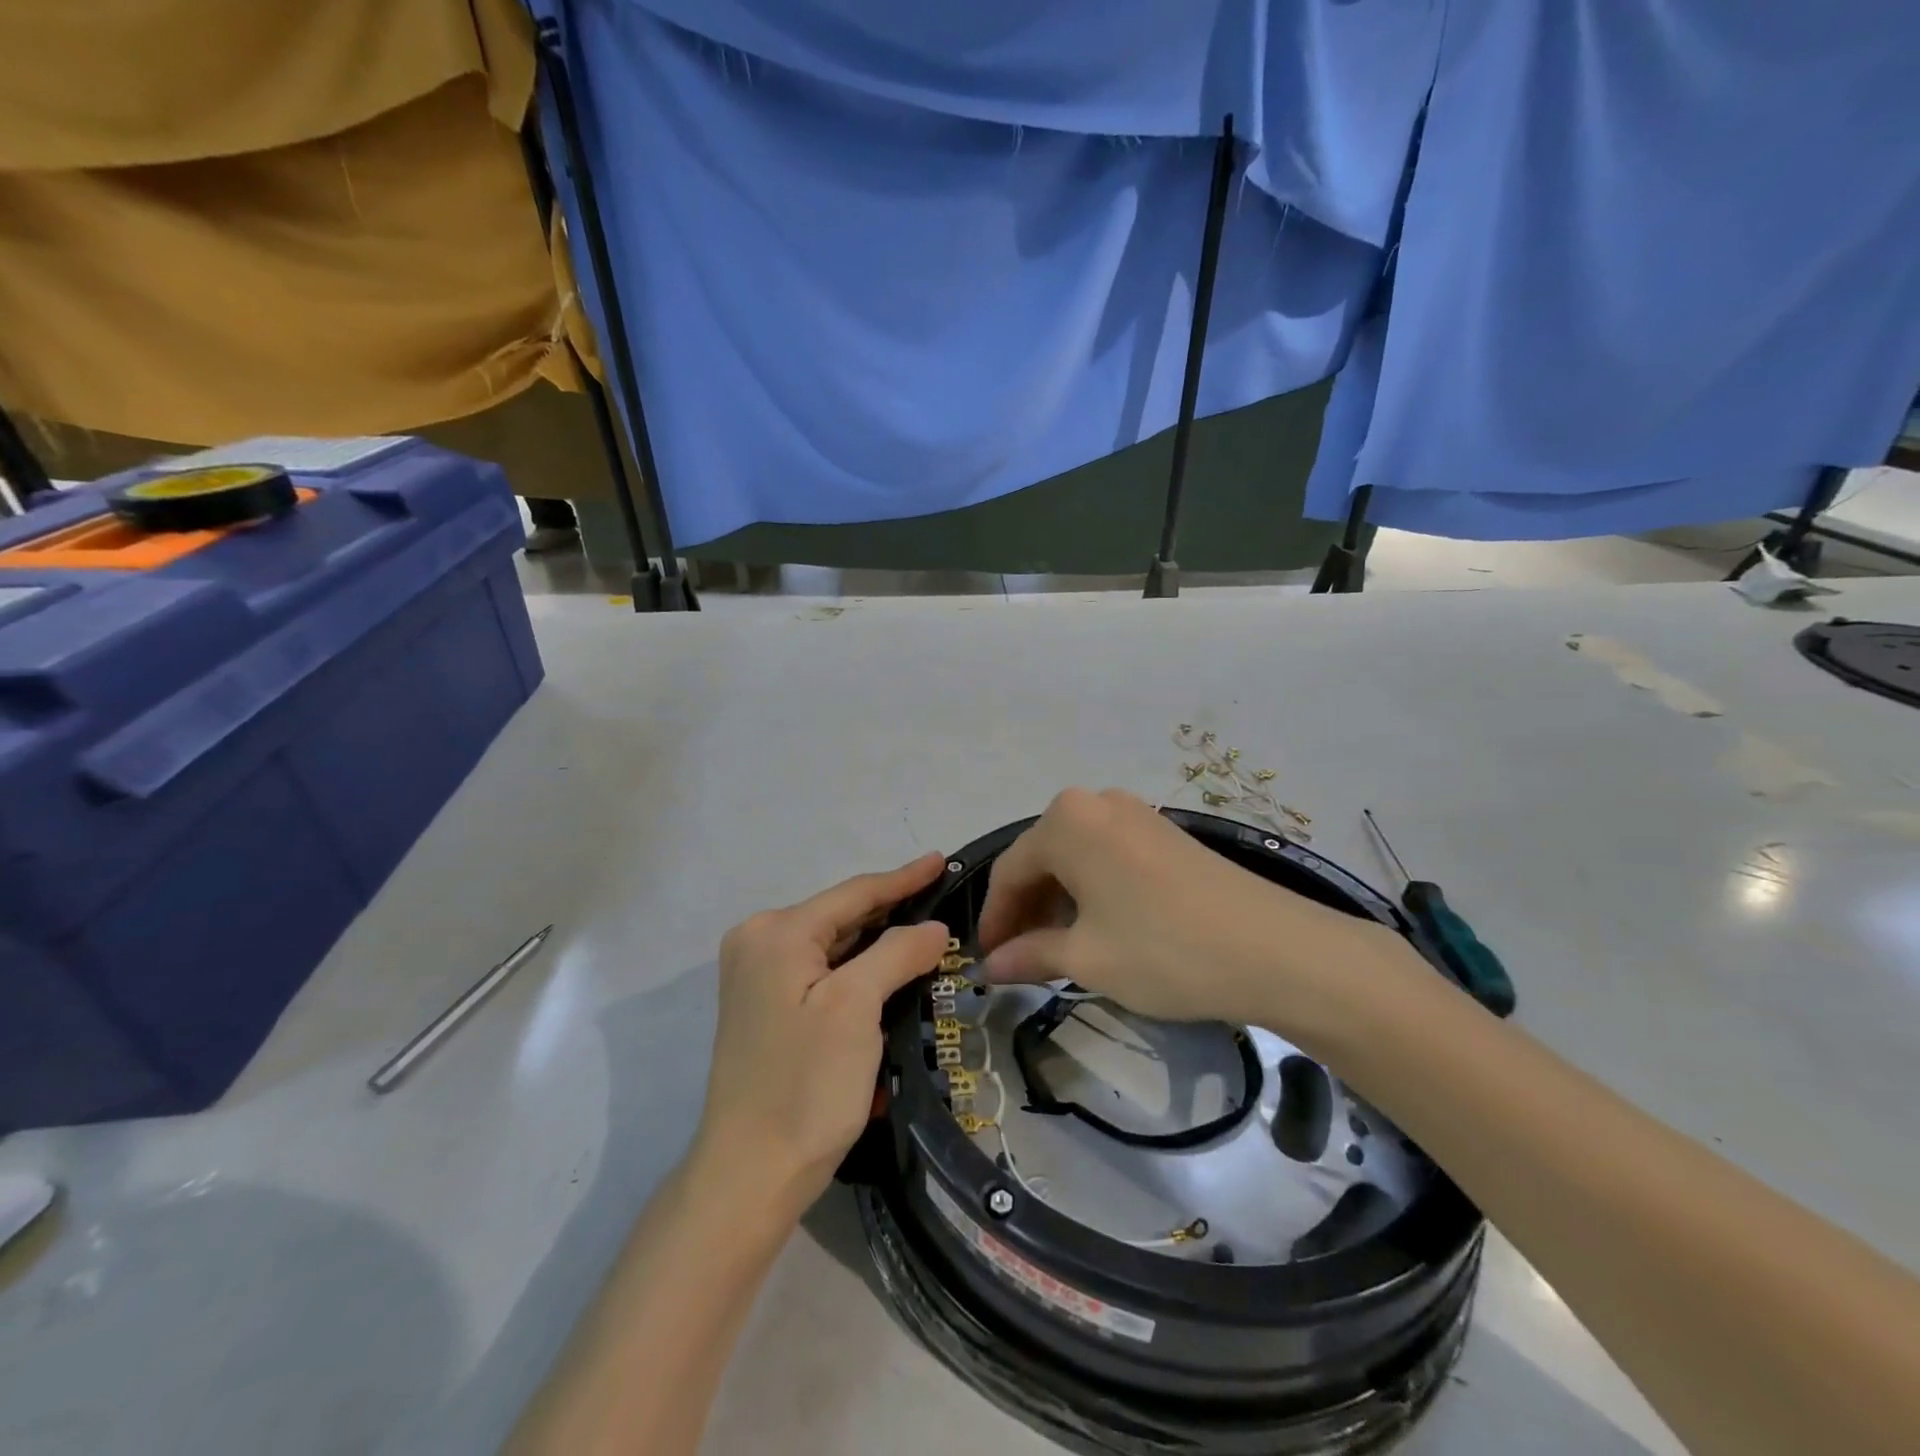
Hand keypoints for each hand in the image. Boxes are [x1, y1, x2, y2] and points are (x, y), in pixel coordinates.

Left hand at [694, 853, 948, 1222]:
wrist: (751, 1174)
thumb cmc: (805, 1084)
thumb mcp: (857, 1008)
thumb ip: (896, 952)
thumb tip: (933, 927)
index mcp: (776, 933)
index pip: (853, 893)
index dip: (903, 878)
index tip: (942, 860)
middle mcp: (759, 942)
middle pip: (842, 916)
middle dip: (892, 910)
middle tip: (942, 898)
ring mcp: (758, 976)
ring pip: (834, 944)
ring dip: (879, 941)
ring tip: (927, 928)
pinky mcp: (767, 1005)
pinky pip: (823, 970)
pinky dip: (859, 968)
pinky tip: (891, 966)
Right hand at [977, 789, 1417, 1045]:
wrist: (1276, 949)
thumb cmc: (1164, 949)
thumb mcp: (1087, 958)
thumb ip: (1029, 955)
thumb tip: (990, 966)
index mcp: (1065, 822)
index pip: (1009, 871)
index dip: (994, 920)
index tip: (987, 962)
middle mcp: (1095, 803)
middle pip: (1042, 859)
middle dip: (1026, 910)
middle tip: (1021, 960)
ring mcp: (1136, 814)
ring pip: (1076, 858)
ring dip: (1059, 902)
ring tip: (1059, 950)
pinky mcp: (1166, 832)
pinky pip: (1108, 856)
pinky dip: (1093, 891)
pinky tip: (1101, 928)